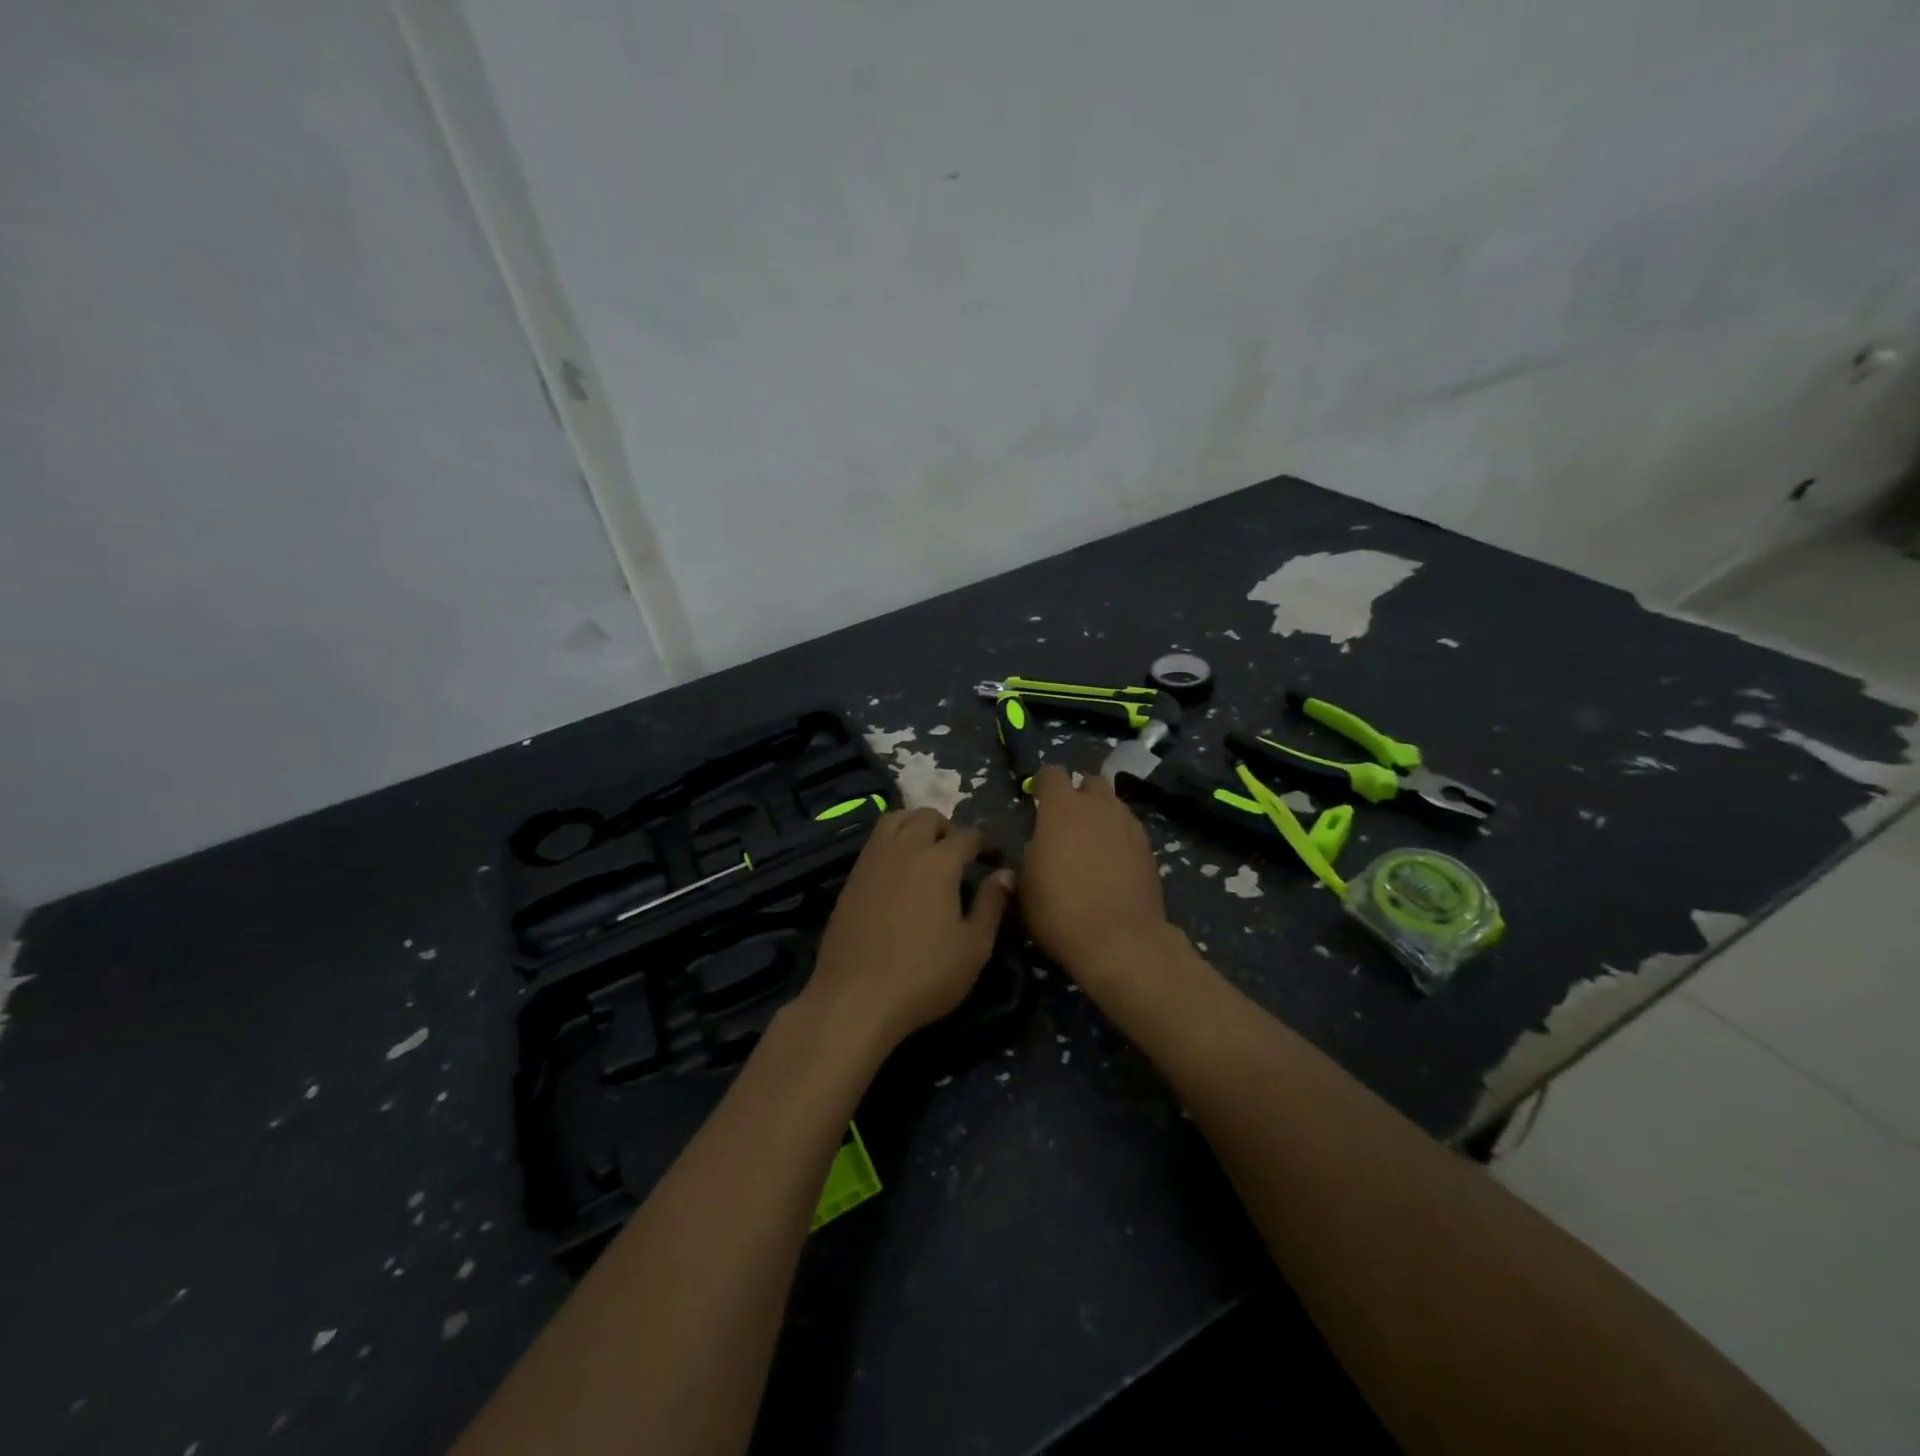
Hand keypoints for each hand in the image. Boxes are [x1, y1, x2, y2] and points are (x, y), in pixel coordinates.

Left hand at [806, 808, 1012, 1050]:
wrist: (854, 999)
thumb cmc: (923, 977)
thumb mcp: (974, 948)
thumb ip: (991, 905)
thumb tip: (1006, 874)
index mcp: (939, 862)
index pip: (969, 835)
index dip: (987, 845)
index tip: (996, 862)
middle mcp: (904, 849)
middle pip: (928, 817)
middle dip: (949, 828)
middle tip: (960, 856)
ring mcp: (872, 860)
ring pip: (895, 819)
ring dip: (916, 826)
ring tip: (927, 853)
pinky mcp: (851, 877)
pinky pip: (875, 842)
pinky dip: (892, 843)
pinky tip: (900, 873)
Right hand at [1019, 766, 1173, 985]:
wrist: (1118, 940)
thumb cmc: (1059, 909)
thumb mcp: (1025, 885)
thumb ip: (1028, 857)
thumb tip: (1030, 854)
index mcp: (1062, 807)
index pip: (1052, 773)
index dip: (1042, 783)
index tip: (1036, 799)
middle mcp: (1098, 806)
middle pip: (1090, 782)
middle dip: (1078, 793)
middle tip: (1066, 820)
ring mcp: (1128, 825)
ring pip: (1113, 804)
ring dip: (1100, 814)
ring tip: (1091, 842)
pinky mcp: (1148, 848)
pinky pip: (1129, 829)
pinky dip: (1118, 837)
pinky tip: (1112, 863)